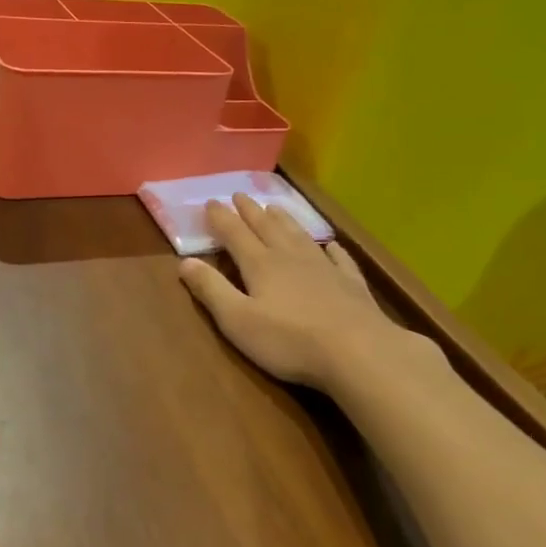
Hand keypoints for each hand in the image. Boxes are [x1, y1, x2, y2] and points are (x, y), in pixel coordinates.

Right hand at [180, 195, 425, 388]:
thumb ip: (211, 290)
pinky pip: (340, 258)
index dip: (221, 218)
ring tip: (274, 207)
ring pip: (299, 236)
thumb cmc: (289, 340)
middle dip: (250, 211)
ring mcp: (324, 268)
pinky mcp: (351, 284)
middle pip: (266, 227)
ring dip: (284, 220)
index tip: (210, 202)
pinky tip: (332, 245)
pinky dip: (332, 249)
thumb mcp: (237, 320)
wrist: (359, 351)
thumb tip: (185, 262)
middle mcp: (290, 257)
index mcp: (260, 264)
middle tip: (240, 195)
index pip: (235, 234)